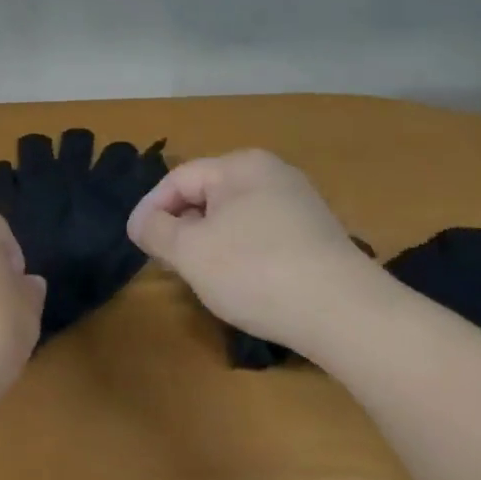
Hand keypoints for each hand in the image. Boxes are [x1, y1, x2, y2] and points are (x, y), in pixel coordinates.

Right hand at [127, 150, 381, 350]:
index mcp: (241, 165)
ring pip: (235, 217)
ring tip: (199, 275)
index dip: (150, 208)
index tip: (134, 241)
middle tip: (165, 260)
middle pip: (208, 195)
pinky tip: (242, 283)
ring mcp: (300, 204)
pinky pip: (262, 235)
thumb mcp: (190, 251)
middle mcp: (273, 173)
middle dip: (182, 226)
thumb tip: (142, 222)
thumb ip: (156, 230)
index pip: (179, 178)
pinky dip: (241, 254)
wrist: (346, 313)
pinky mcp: (317, 236)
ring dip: (210, 242)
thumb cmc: (256, 271)